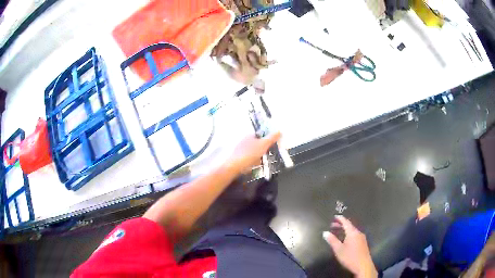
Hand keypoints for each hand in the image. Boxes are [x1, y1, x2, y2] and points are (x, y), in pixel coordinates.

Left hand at [226, 132, 280, 174]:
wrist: (233, 166)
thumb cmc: (249, 154)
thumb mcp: (263, 145)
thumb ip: (271, 138)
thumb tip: (279, 131)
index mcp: (249, 135)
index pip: (260, 135)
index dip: (267, 140)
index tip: (272, 146)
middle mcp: (243, 141)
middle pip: (257, 144)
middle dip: (262, 150)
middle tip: (267, 155)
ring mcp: (239, 150)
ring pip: (252, 152)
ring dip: (257, 157)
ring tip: (260, 162)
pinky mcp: (237, 158)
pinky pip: (247, 159)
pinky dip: (251, 162)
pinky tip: (253, 167)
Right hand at [323, 216, 377, 277]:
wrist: (363, 266)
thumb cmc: (350, 257)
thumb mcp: (338, 249)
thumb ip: (332, 240)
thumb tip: (325, 232)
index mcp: (352, 232)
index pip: (346, 222)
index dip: (340, 219)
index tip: (335, 216)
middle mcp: (358, 233)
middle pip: (349, 226)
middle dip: (341, 225)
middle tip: (332, 225)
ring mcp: (362, 238)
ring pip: (352, 231)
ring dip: (344, 230)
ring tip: (337, 232)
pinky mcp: (363, 243)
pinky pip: (355, 235)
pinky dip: (348, 234)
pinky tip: (345, 239)